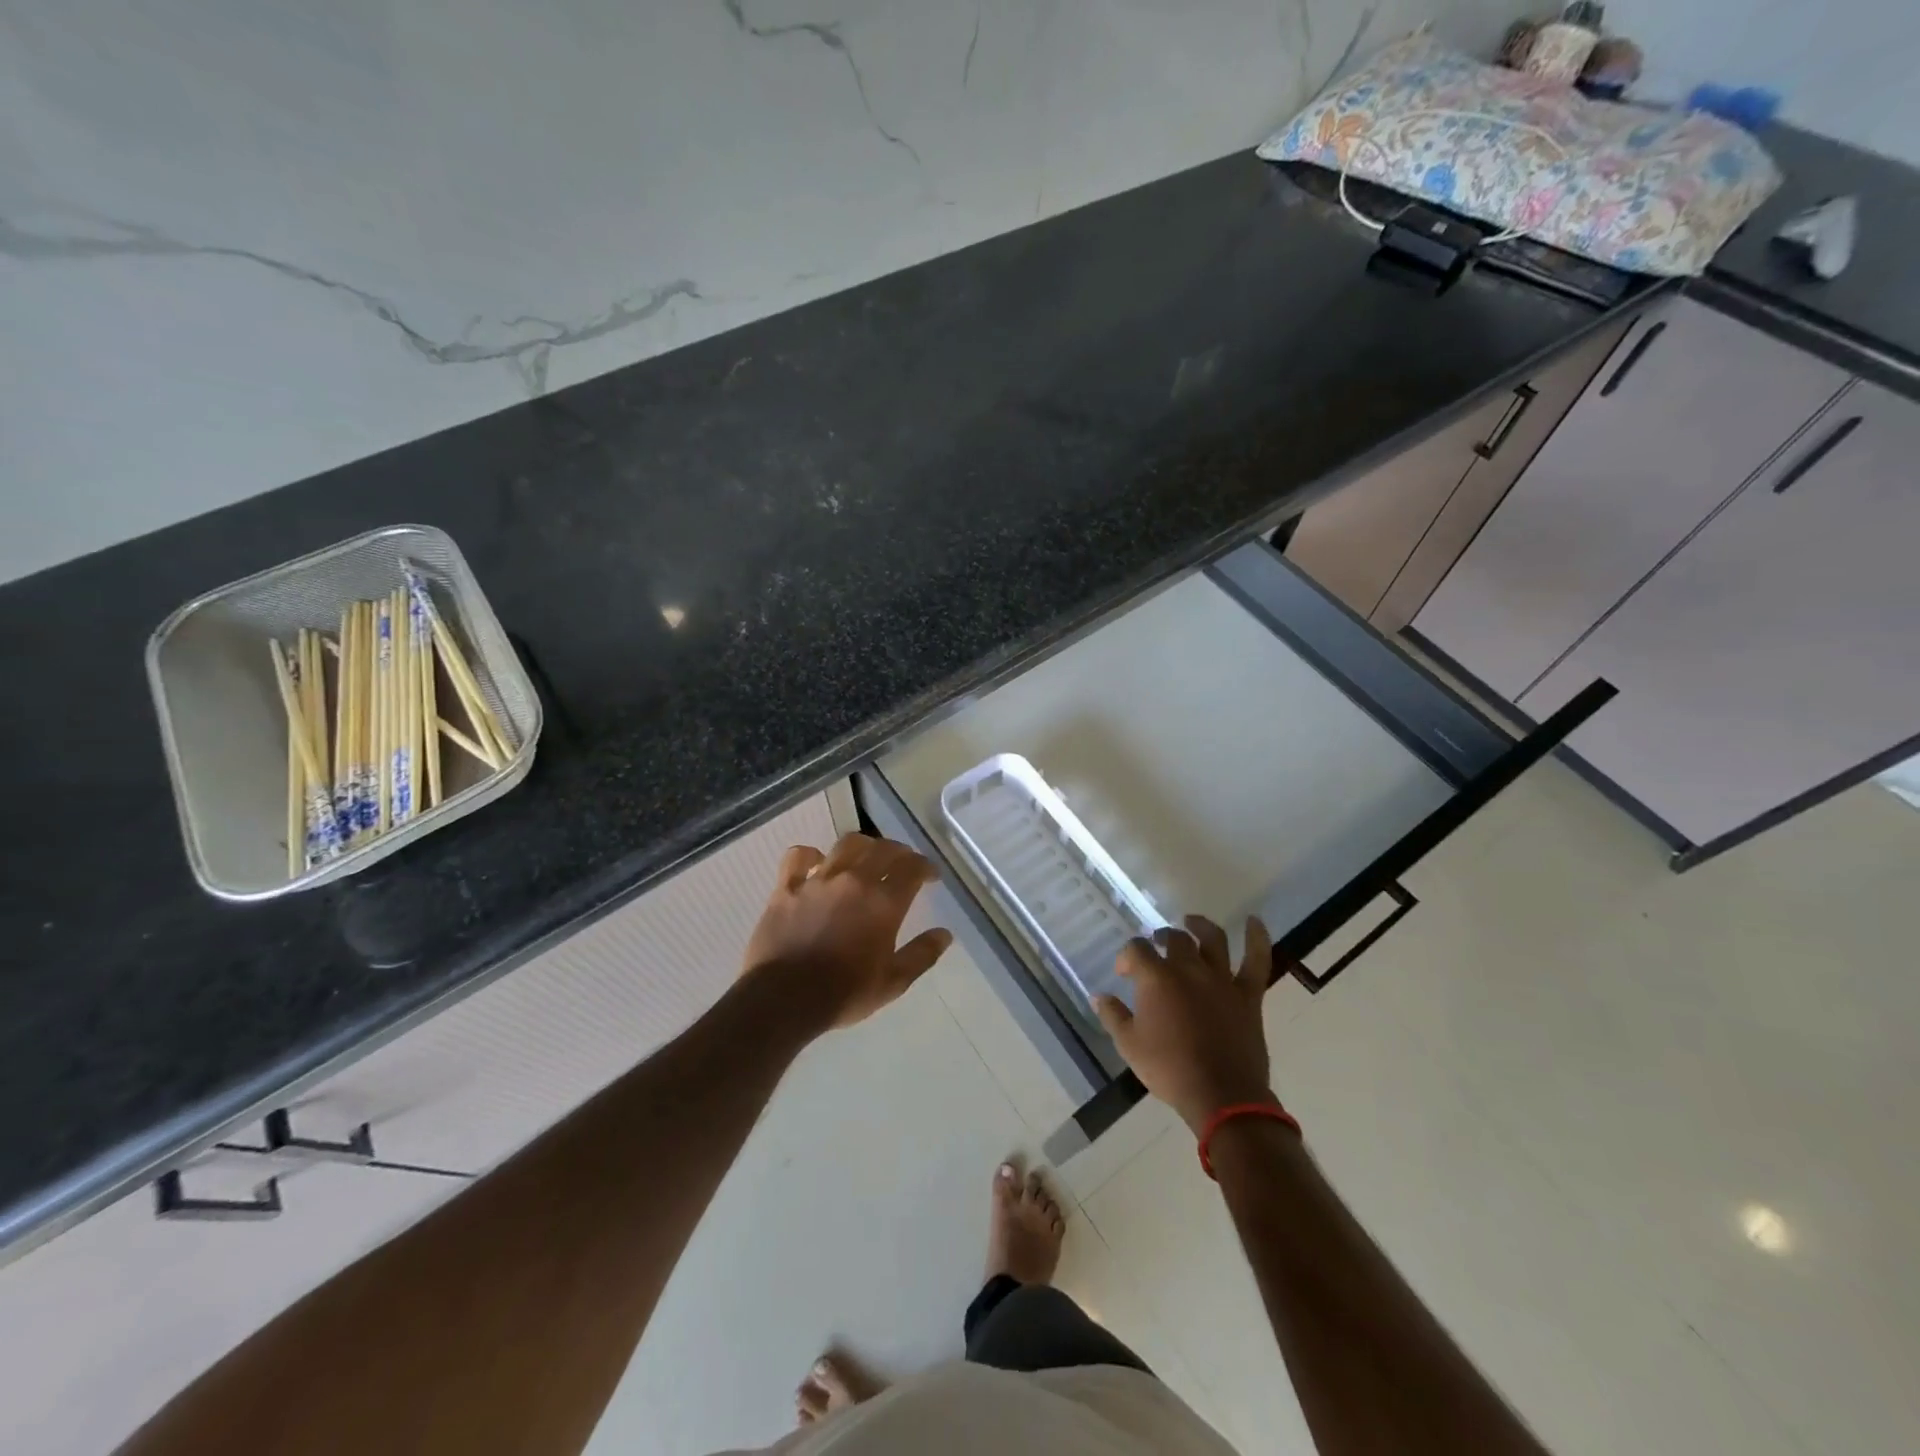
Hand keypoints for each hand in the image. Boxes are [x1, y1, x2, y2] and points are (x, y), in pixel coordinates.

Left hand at [742, 833, 953, 1029]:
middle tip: (903, 863)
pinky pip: (798, 857)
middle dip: (899, 852)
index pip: (912, 868)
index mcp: (884, 902)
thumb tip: (945, 934)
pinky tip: (817, 862)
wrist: (785, 998)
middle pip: (883, 849)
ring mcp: (818, 880)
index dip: (925, 867)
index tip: (930, 876)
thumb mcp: (893, 982)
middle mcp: (854, 881)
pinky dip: (810, 854)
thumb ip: (921, 955)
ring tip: (866, 856)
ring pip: (846, 845)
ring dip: (863, 846)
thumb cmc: (844, 993)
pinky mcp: (787, 887)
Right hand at [1092, 915, 1276, 1132]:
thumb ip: (1112, 1015)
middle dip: (1161, 937)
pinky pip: (1256, 961)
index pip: (1136, 950)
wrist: (1221, 1096)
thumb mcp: (1129, 1045)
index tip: (1124, 972)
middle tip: (1155, 946)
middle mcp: (1189, 969)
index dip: (1127, 956)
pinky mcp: (1248, 995)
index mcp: (1157, 978)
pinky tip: (1254, 921)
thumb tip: (1098, 996)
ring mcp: (1222, 979)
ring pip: (1212, 939)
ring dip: (1199, 926)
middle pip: (1174, 939)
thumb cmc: (1169, 1069)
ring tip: (1190, 922)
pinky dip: (1257, 938)